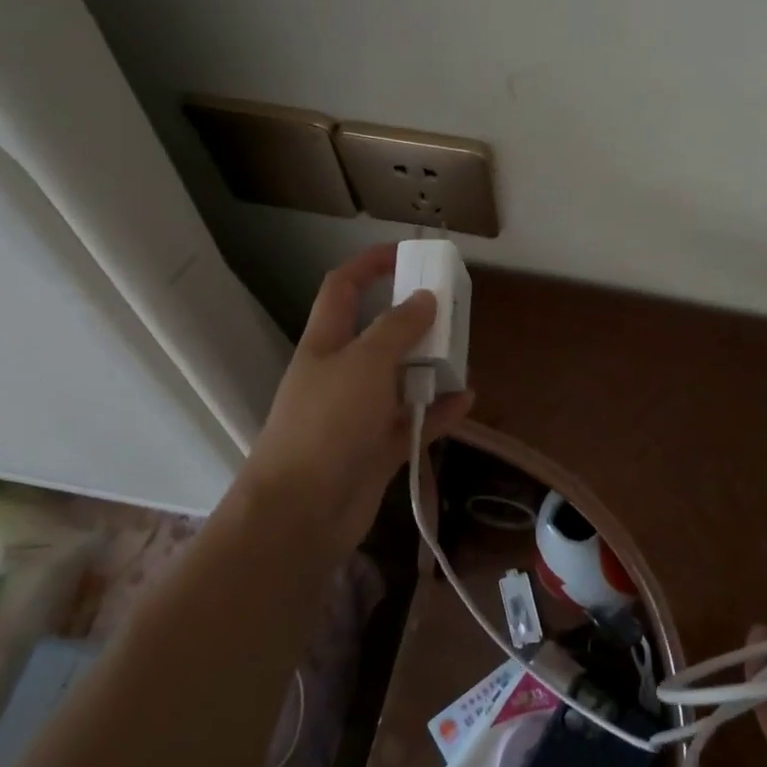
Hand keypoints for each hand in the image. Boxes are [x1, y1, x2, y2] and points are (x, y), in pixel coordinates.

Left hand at [238, 244, 472, 546]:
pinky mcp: (376, 449)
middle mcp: (341, 374)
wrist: (300, 513)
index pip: (344, 288)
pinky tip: (467, 400)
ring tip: (463, 356)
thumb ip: (398, 329)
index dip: (371, 264)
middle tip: (452, 311)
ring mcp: (359, 414)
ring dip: (430, 367)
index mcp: (326, 344)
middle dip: (414, 319)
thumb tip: (425, 297)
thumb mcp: (364, 364)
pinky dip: (438, 411)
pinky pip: (413, 422)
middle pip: (379, 334)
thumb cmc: (326, 425)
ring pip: (400, 379)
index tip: (409, 253)